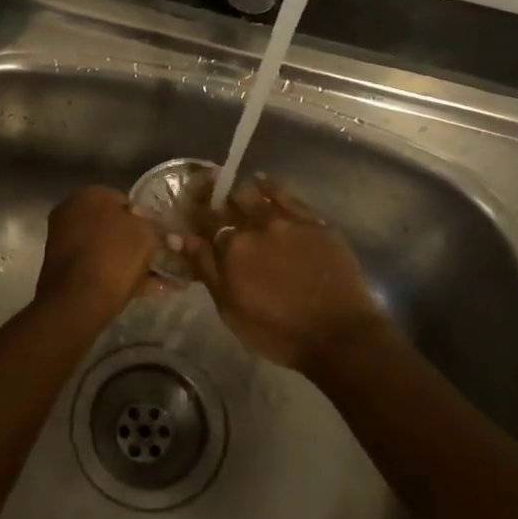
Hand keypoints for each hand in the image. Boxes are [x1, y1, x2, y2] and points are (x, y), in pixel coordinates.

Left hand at [35, 186, 160, 326]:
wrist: (78, 301)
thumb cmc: (114, 256)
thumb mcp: (146, 233)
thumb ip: (151, 224)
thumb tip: (147, 224)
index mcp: (89, 195)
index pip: (124, 200)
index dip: (146, 218)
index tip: (160, 235)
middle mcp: (71, 213)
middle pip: (113, 226)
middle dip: (136, 241)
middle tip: (160, 256)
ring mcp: (65, 243)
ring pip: (107, 249)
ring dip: (131, 262)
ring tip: (162, 278)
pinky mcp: (64, 271)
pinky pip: (99, 269)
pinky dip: (120, 277)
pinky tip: (149, 291)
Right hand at [183, 179, 389, 371]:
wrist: (338, 335)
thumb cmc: (277, 331)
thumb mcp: (230, 308)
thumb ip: (205, 268)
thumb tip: (179, 237)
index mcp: (232, 248)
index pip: (208, 224)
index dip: (202, 222)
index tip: (200, 224)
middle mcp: (257, 226)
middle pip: (232, 204)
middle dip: (223, 204)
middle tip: (222, 211)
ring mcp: (289, 221)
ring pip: (258, 194)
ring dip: (244, 194)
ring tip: (240, 195)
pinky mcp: (315, 222)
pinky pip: (288, 196)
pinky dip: (271, 187)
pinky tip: (264, 183)